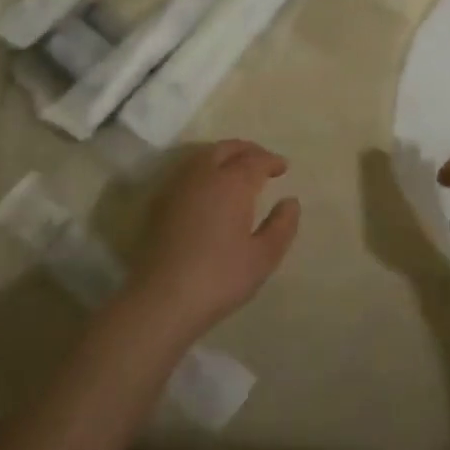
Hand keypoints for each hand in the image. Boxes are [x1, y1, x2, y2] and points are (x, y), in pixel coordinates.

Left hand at [132, 140, 300, 336]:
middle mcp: (203, 176)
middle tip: (261, 161)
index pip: (255, 160)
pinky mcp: (159, 204)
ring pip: (202, 156)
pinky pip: (187, 172)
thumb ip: (282, 226)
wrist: (160, 300)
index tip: (283, 167)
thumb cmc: (219, 278)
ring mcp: (177, 187)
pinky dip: (204, 169)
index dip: (271, 160)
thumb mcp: (263, 257)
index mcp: (232, 184)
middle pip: (226, 148)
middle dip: (247, 150)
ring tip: (236, 170)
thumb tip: (290, 201)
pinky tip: (209, 189)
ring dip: (223, 156)